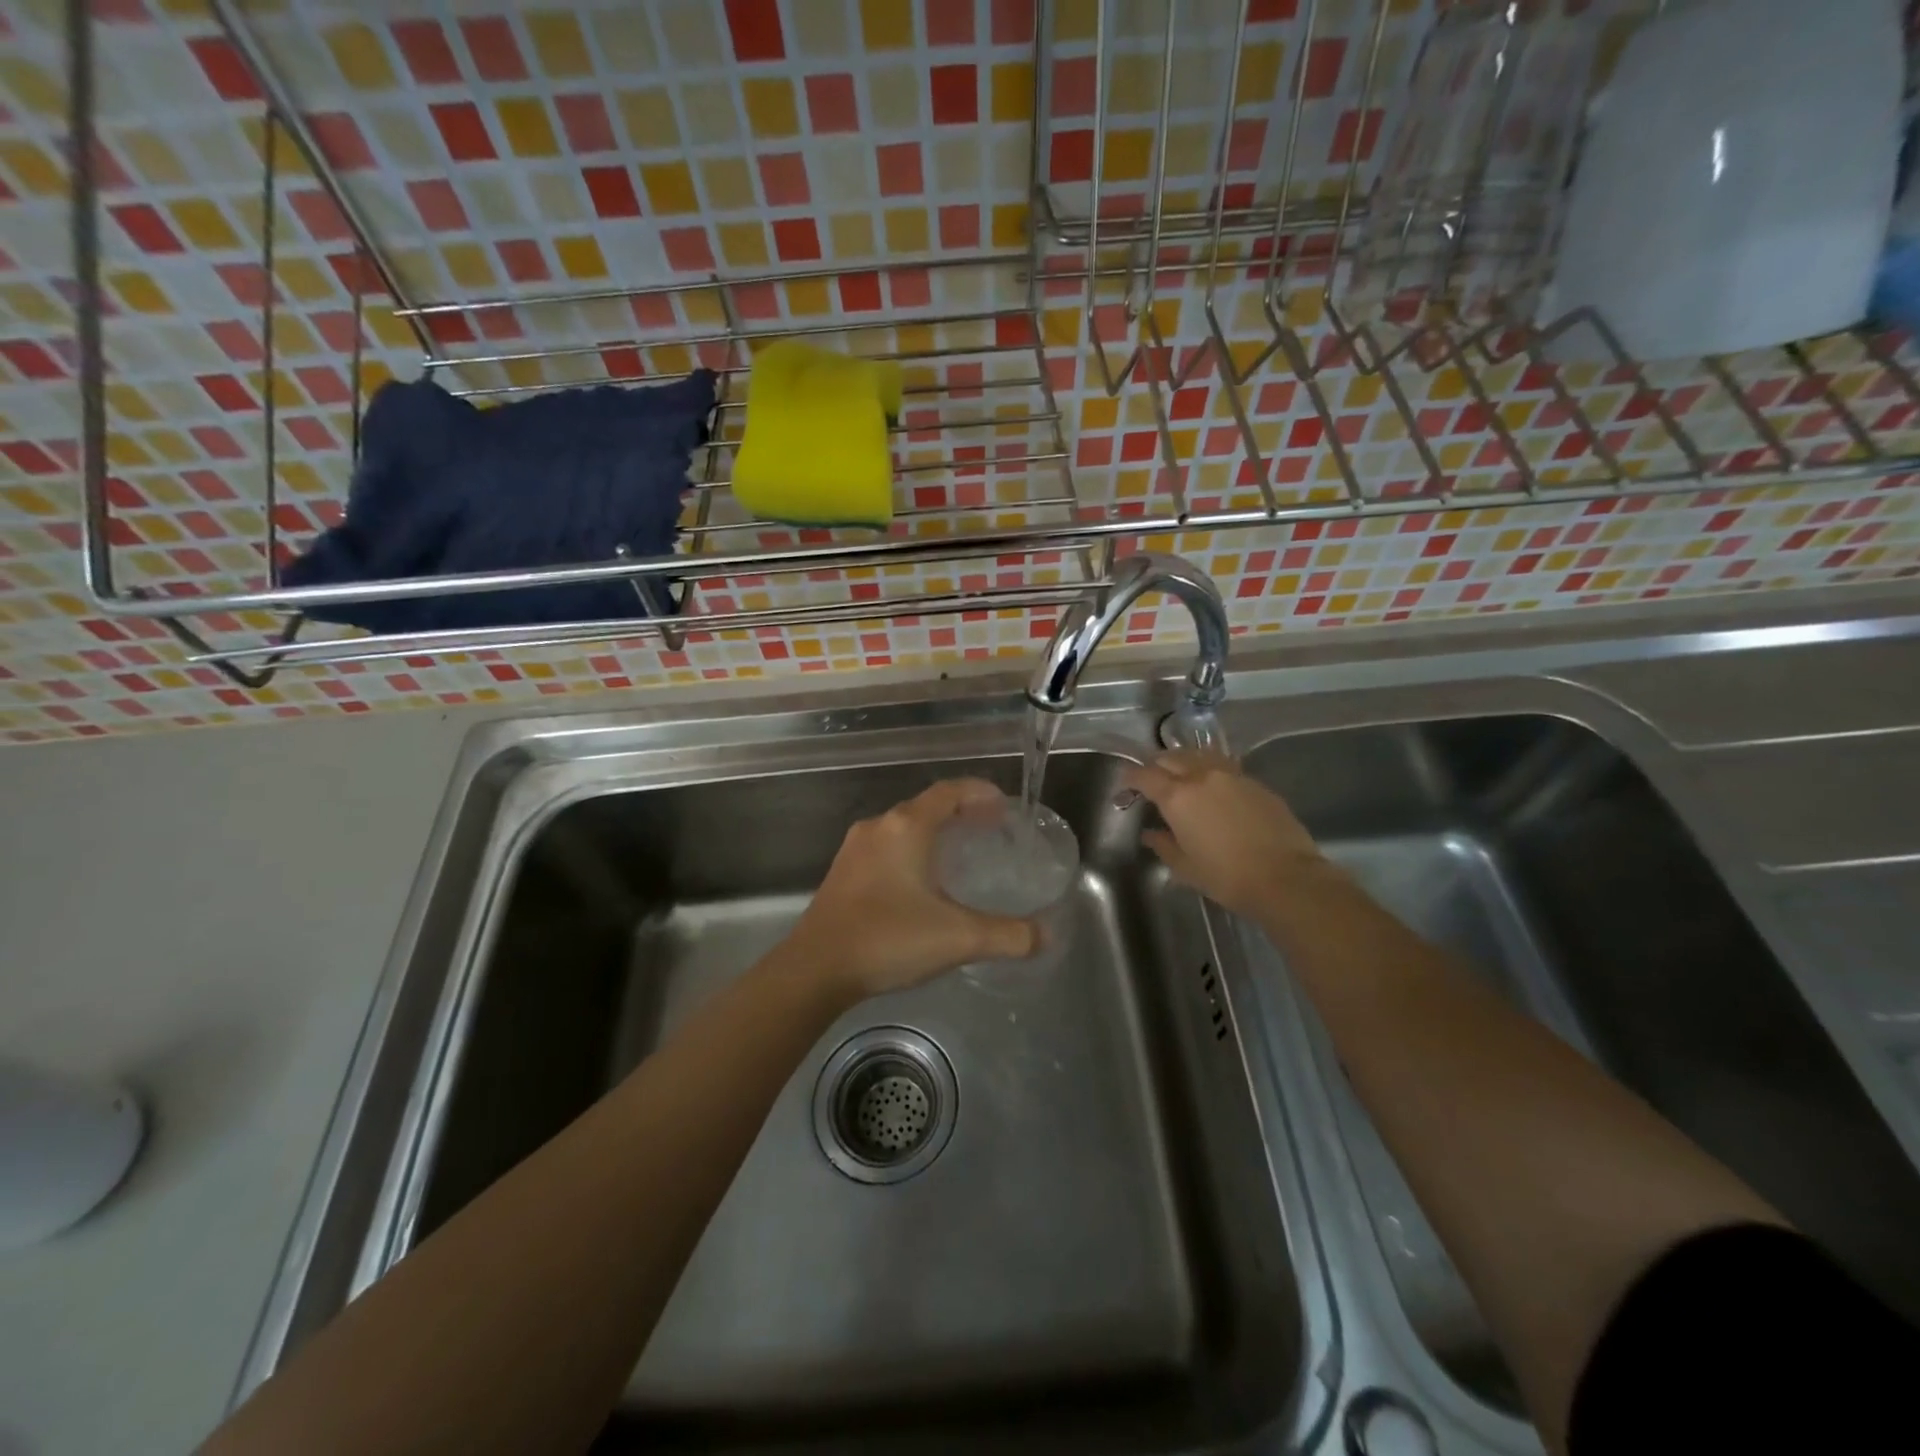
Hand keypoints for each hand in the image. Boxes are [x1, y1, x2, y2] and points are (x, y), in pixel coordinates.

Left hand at [788, 779, 1038, 999]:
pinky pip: (886, 846)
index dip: (980, 793)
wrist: (814, 969)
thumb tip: (1046, 934)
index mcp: (907, 827)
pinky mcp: (842, 872)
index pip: (950, 791)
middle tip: (991, 830)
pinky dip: (912, 850)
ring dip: (934, 831)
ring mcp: (856, 849)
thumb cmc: (889, 939)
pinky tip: (921, 881)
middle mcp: (879, 827)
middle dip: (961, 812)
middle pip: (926, 806)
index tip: (1004, 806)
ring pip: (903, 826)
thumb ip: (1009, 935)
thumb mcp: (958, 938)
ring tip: (961, 853)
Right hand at [1123, 751, 1330, 917]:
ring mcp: (1232, 775)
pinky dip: (1210, 770)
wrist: (1285, 877)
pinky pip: (1224, 766)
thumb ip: (1163, 845)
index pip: (1145, 775)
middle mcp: (1202, 776)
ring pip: (1199, 755)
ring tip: (1182, 776)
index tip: (1125, 784)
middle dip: (1156, 766)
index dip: (1131, 777)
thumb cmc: (1226, 877)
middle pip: (1171, 758)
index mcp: (1178, 796)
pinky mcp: (1255, 782)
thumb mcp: (1185, 867)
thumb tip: (1151, 834)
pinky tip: (1213, 787)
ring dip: (1184, 761)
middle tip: (1152, 780)